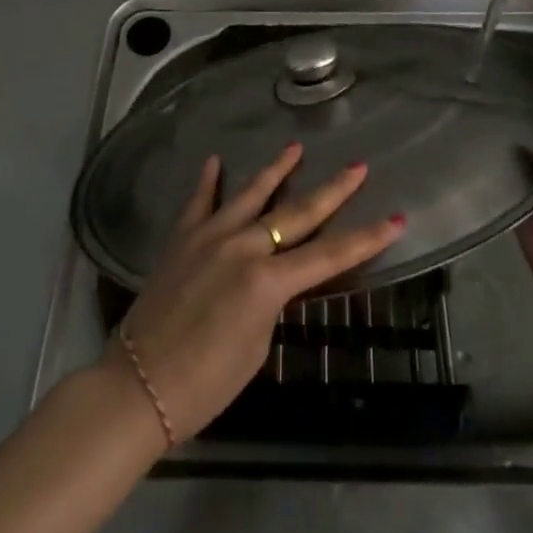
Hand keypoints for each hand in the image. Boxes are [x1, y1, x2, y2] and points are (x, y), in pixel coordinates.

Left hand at [107, 144, 404, 443]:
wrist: (137, 385)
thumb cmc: (205, 384)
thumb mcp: (257, 347)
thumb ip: (271, 301)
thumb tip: (274, 278)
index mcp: (268, 281)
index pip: (330, 254)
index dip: (366, 238)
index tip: (395, 218)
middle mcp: (243, 246)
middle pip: (298, 213)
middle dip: (333, 190)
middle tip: (357, 165)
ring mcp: (210, 235)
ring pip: (250, 193)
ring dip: (275, 170)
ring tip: (295, 147)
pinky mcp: (182, 237)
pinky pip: (199, 201)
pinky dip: (208, 181)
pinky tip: (215, 161)